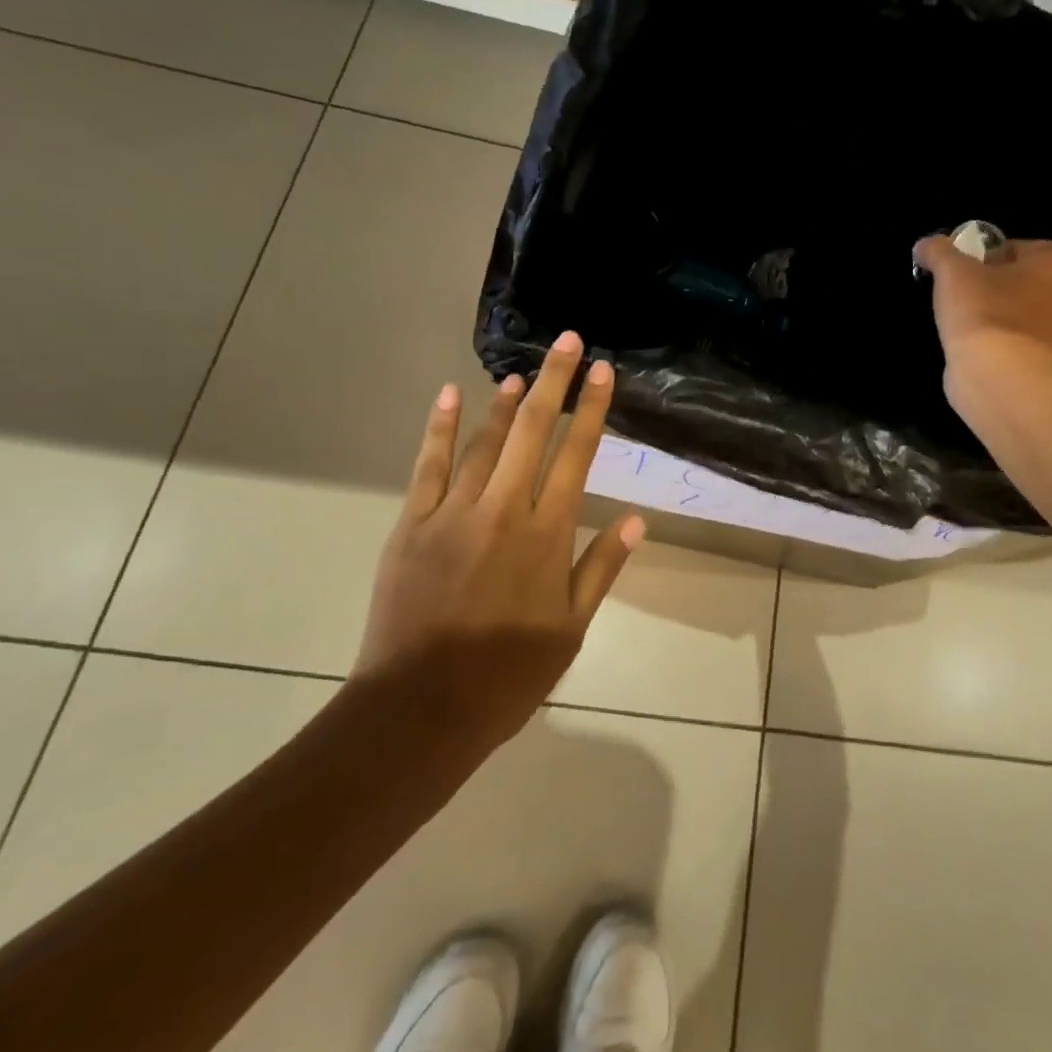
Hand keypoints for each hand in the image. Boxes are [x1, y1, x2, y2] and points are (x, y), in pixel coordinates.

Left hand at [354, 330, 644, 748]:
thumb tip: (637, 520)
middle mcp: (505, 510)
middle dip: (554, 382)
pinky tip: (448, 395)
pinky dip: (438, 427)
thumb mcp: (571, 628)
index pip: (577, 456)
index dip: (592, 409)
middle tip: (569, 341)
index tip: (603, 371)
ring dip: (506, 402)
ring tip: (523, 371)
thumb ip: (602, 567)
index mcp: (547, 534)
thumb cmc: (507, 674)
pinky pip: (428, 465)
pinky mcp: (413, 524)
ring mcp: (454, 513)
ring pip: (485, 441)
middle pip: (534, 432)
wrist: (420, 710)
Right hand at [913, 236, 1051, 362]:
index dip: (1004, 252)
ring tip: (967, 321)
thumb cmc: (982, 309)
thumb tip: (925, 245)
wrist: (996, 373)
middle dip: (1006, 286)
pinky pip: (1021, 346)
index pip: (1035, 249)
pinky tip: (975, 348)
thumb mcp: (951, 270)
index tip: (975, 263)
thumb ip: (939, 251)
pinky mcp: (1044, 368)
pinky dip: (1002, 345)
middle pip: (1035, 284)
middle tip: (970, 290)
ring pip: (1029, 317)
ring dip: (1005, 317)